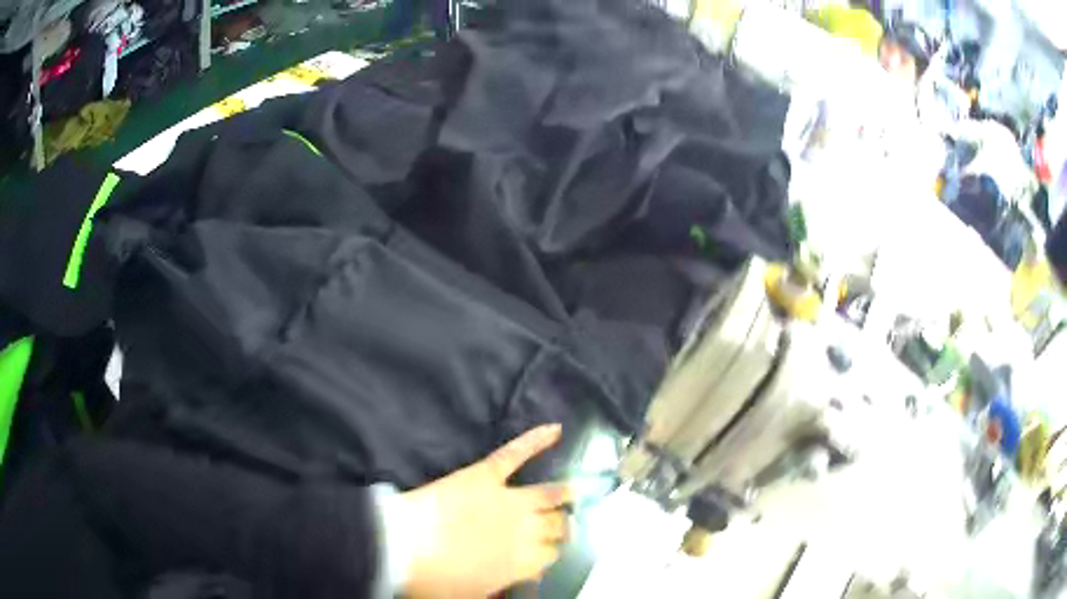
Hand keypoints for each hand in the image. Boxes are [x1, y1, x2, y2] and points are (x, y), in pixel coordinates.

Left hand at [399, 424, 572, 597]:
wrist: (402, 548)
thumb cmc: (434, 580)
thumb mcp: (472, 596)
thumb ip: (502, 588)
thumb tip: (520, 581)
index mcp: (522, 562)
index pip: (551, 555)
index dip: (549, 553)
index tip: (544, 553)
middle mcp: (524, 530)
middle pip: (556, 525)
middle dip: (561, 526)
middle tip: (559, 524)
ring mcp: (506, 500)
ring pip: (548, 493)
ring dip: (563, 493)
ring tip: (571, 490)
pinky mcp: (485, 475)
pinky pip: (514, 454)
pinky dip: (536, 439)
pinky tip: (555, 429)